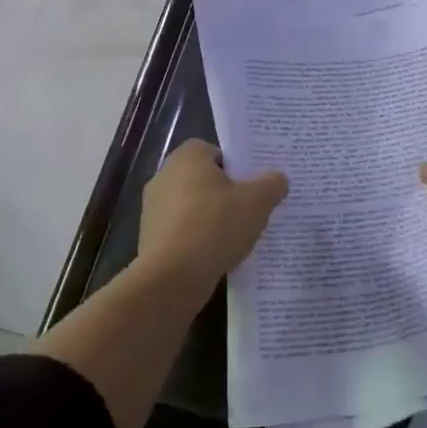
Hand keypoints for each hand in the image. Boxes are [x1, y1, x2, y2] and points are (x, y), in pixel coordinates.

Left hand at [138, 139, 287, 293]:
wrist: (172, 277)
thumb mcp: (258, 201)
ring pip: (191, 206)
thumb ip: (271, 184)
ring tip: (236, 235)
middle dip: (224, 191)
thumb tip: (277, 179)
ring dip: (210, 217)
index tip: (251, 183)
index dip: (234, 164)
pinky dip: (197, 238)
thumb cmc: (215, 226)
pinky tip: (216, 254)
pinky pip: (181, 230)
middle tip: (249, 207)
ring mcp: (153, 209)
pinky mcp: (149, 238)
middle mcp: (164, 177)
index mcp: (187, 158)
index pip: (213, 150)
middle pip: (202, 178)